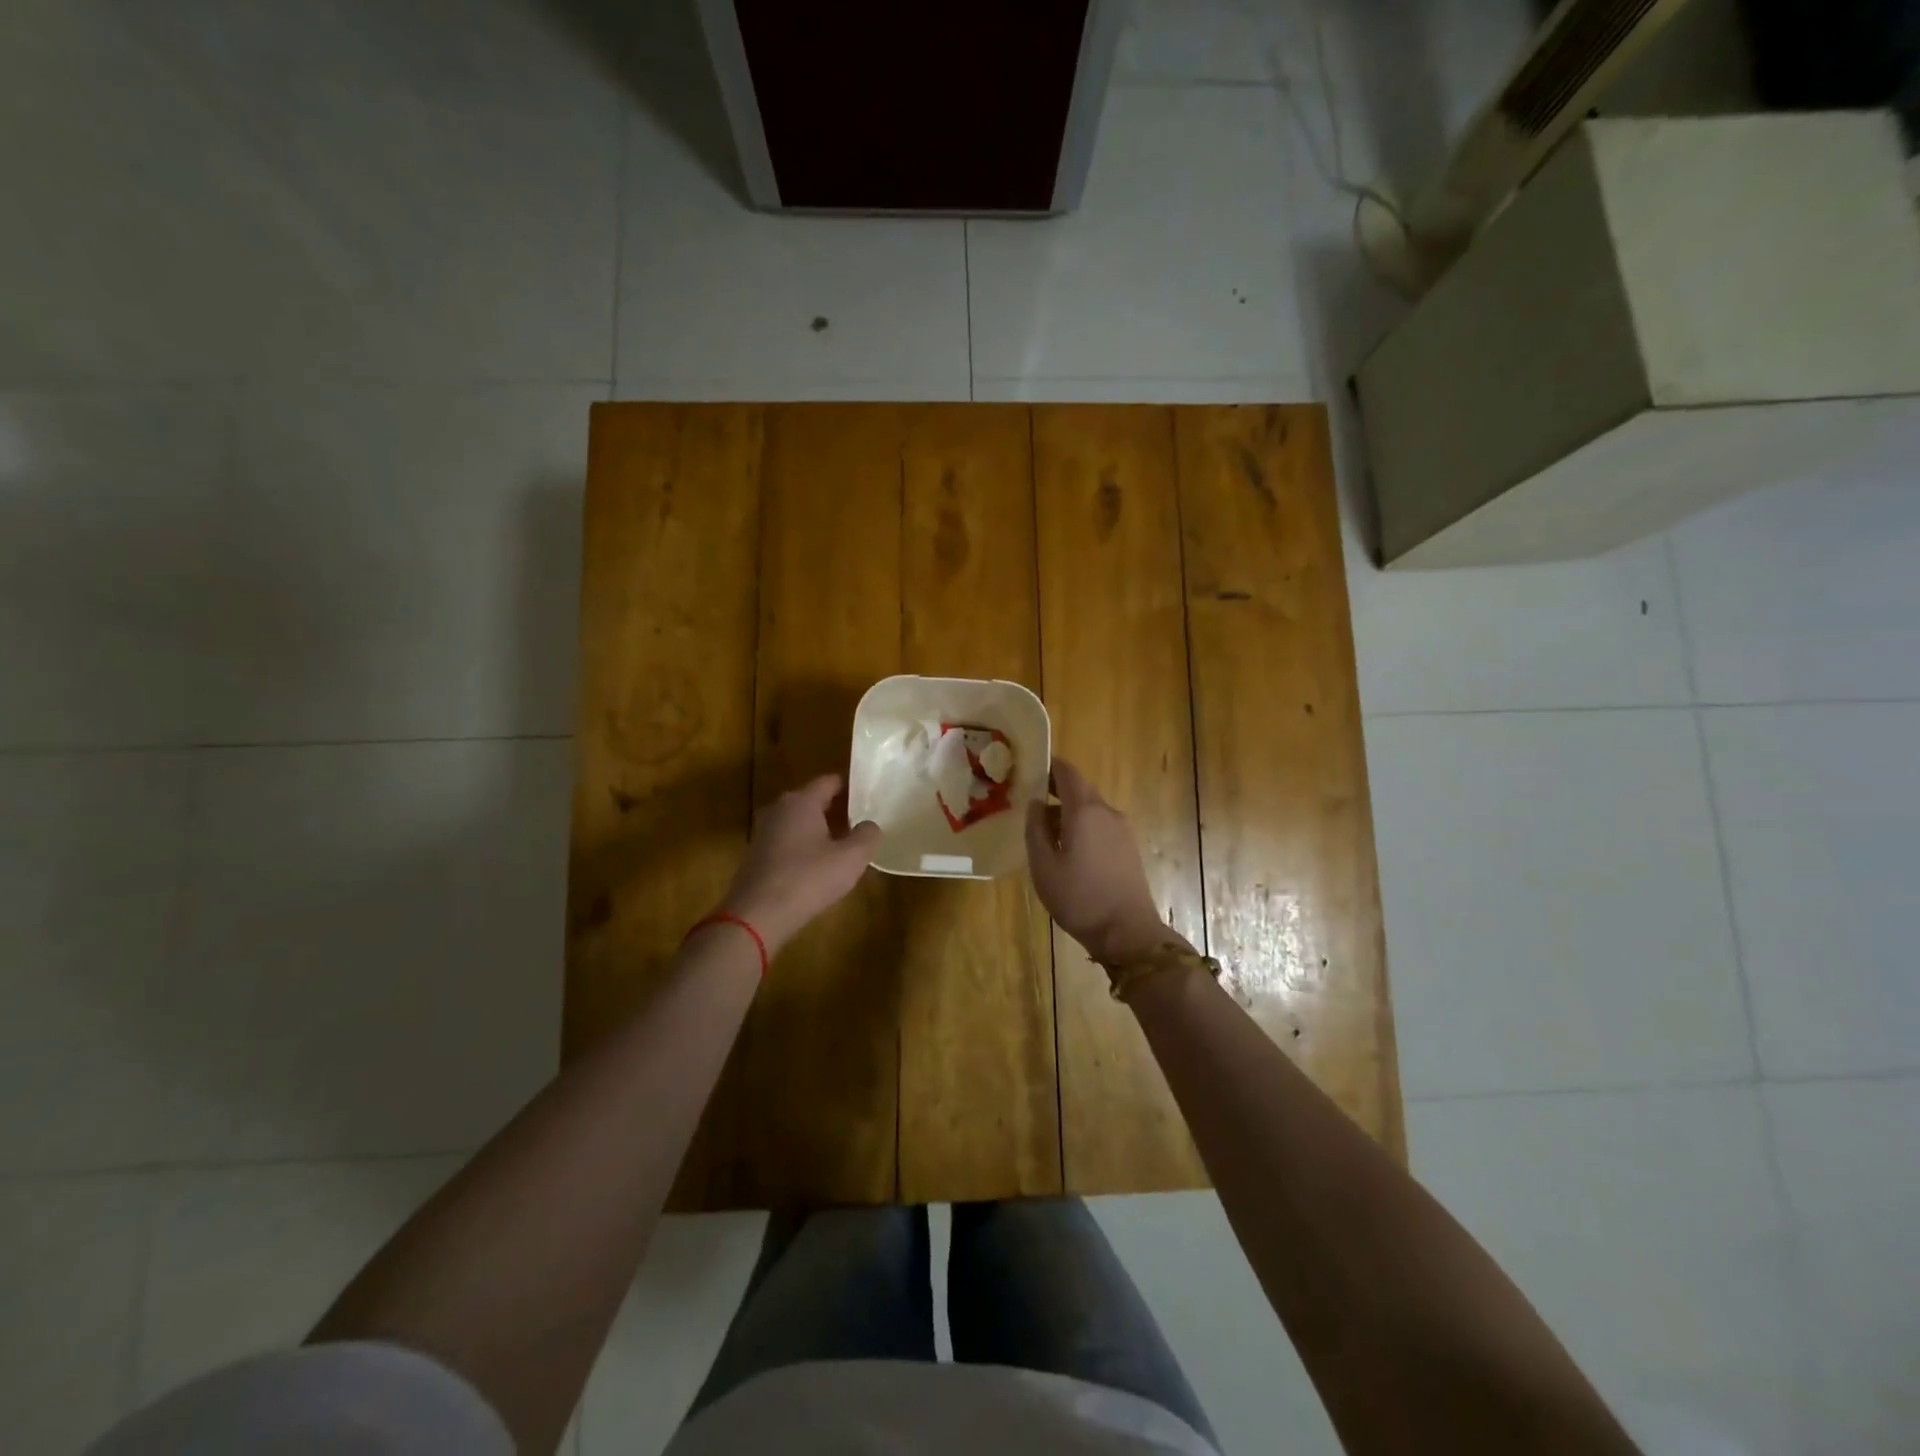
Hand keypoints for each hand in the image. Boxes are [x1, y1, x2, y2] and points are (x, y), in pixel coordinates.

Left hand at [721, 773, 880, 954]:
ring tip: (841, 845)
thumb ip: (867, 836)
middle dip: (835, 809)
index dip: (850, 787)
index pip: (829, 781)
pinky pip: (786, 841)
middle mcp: (779, 809)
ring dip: (818, 830)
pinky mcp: (756, 855)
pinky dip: (802, 847)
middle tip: (859, 822)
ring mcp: (763, 832)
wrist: (756, 916)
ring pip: (798, 822)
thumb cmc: (807, 879)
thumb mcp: (851, 859)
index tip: (868, 797)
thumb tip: (870, 825)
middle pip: (812, 800)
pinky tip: (815, 867)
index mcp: (802, 801)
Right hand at [1025, 758, 1187, 969]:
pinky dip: (1083, 828)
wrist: (1127, 931)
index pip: (1067, 772)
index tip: (1029, 770)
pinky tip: (1069, 851)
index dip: (1049, 766)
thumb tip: (1035, 803)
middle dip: (1056, 791)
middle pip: (1080, 790)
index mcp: (1084, 810)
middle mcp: (1106, 812)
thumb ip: (1035, 829)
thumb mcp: (1043, 866)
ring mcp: (1122, 830)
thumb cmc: (1079, 897)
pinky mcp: (1129, 848)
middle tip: (1031, 804)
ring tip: (1045, 834)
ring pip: (1091, 809)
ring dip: (1068, 813)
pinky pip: (1101, 825)